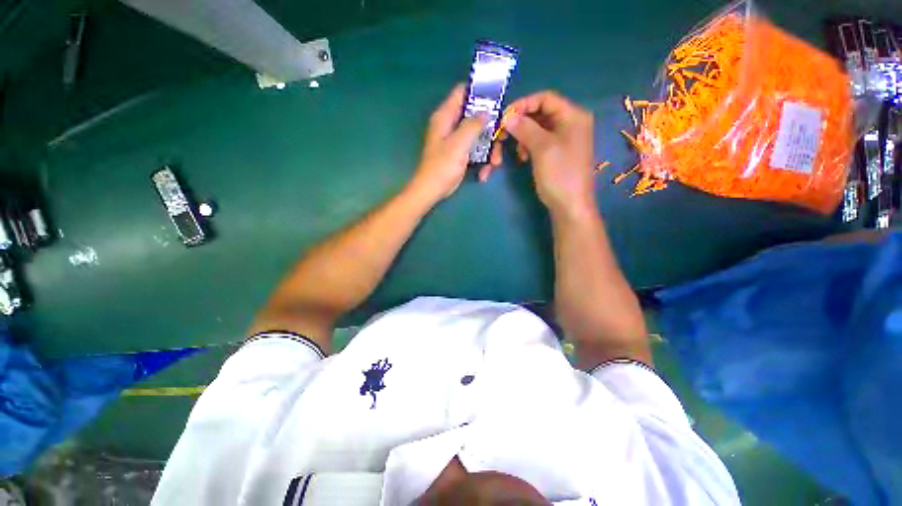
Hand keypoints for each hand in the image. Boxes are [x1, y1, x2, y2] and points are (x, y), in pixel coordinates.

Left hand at [407, 84, 487, 204]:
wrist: (432, 190)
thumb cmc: (442, 166)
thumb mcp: (458, 143)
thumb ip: (473, 125)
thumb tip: (487, 111)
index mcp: (445, 117)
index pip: (462, 92)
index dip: (479, 93)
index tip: (497, 101)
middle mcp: (451, 125)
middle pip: (476, 117)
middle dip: (490, 129)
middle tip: (501, 139)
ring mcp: (457, 141)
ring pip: (479, 136)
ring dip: (490, 150)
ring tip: (494, 164)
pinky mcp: (461, 154)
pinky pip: (476, 151)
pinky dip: (483, 161)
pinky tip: (484, 173)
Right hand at [480, 91, 595, 216]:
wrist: (569, 204)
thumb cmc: (560, 174)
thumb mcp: (542, 148)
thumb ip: (525, 128)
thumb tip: (507, 116)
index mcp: (573, 116)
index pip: (545, 98)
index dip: (524, 104)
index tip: (504, 117)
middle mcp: (569, 123)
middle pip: (540, 113)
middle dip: (520, 124)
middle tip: (504, 135)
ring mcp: (563, 139)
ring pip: (536, 129)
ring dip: (522, 137)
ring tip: (517, 152)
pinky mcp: (555, 152)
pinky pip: (538, 141)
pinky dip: (527, 146)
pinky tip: (522, 158)